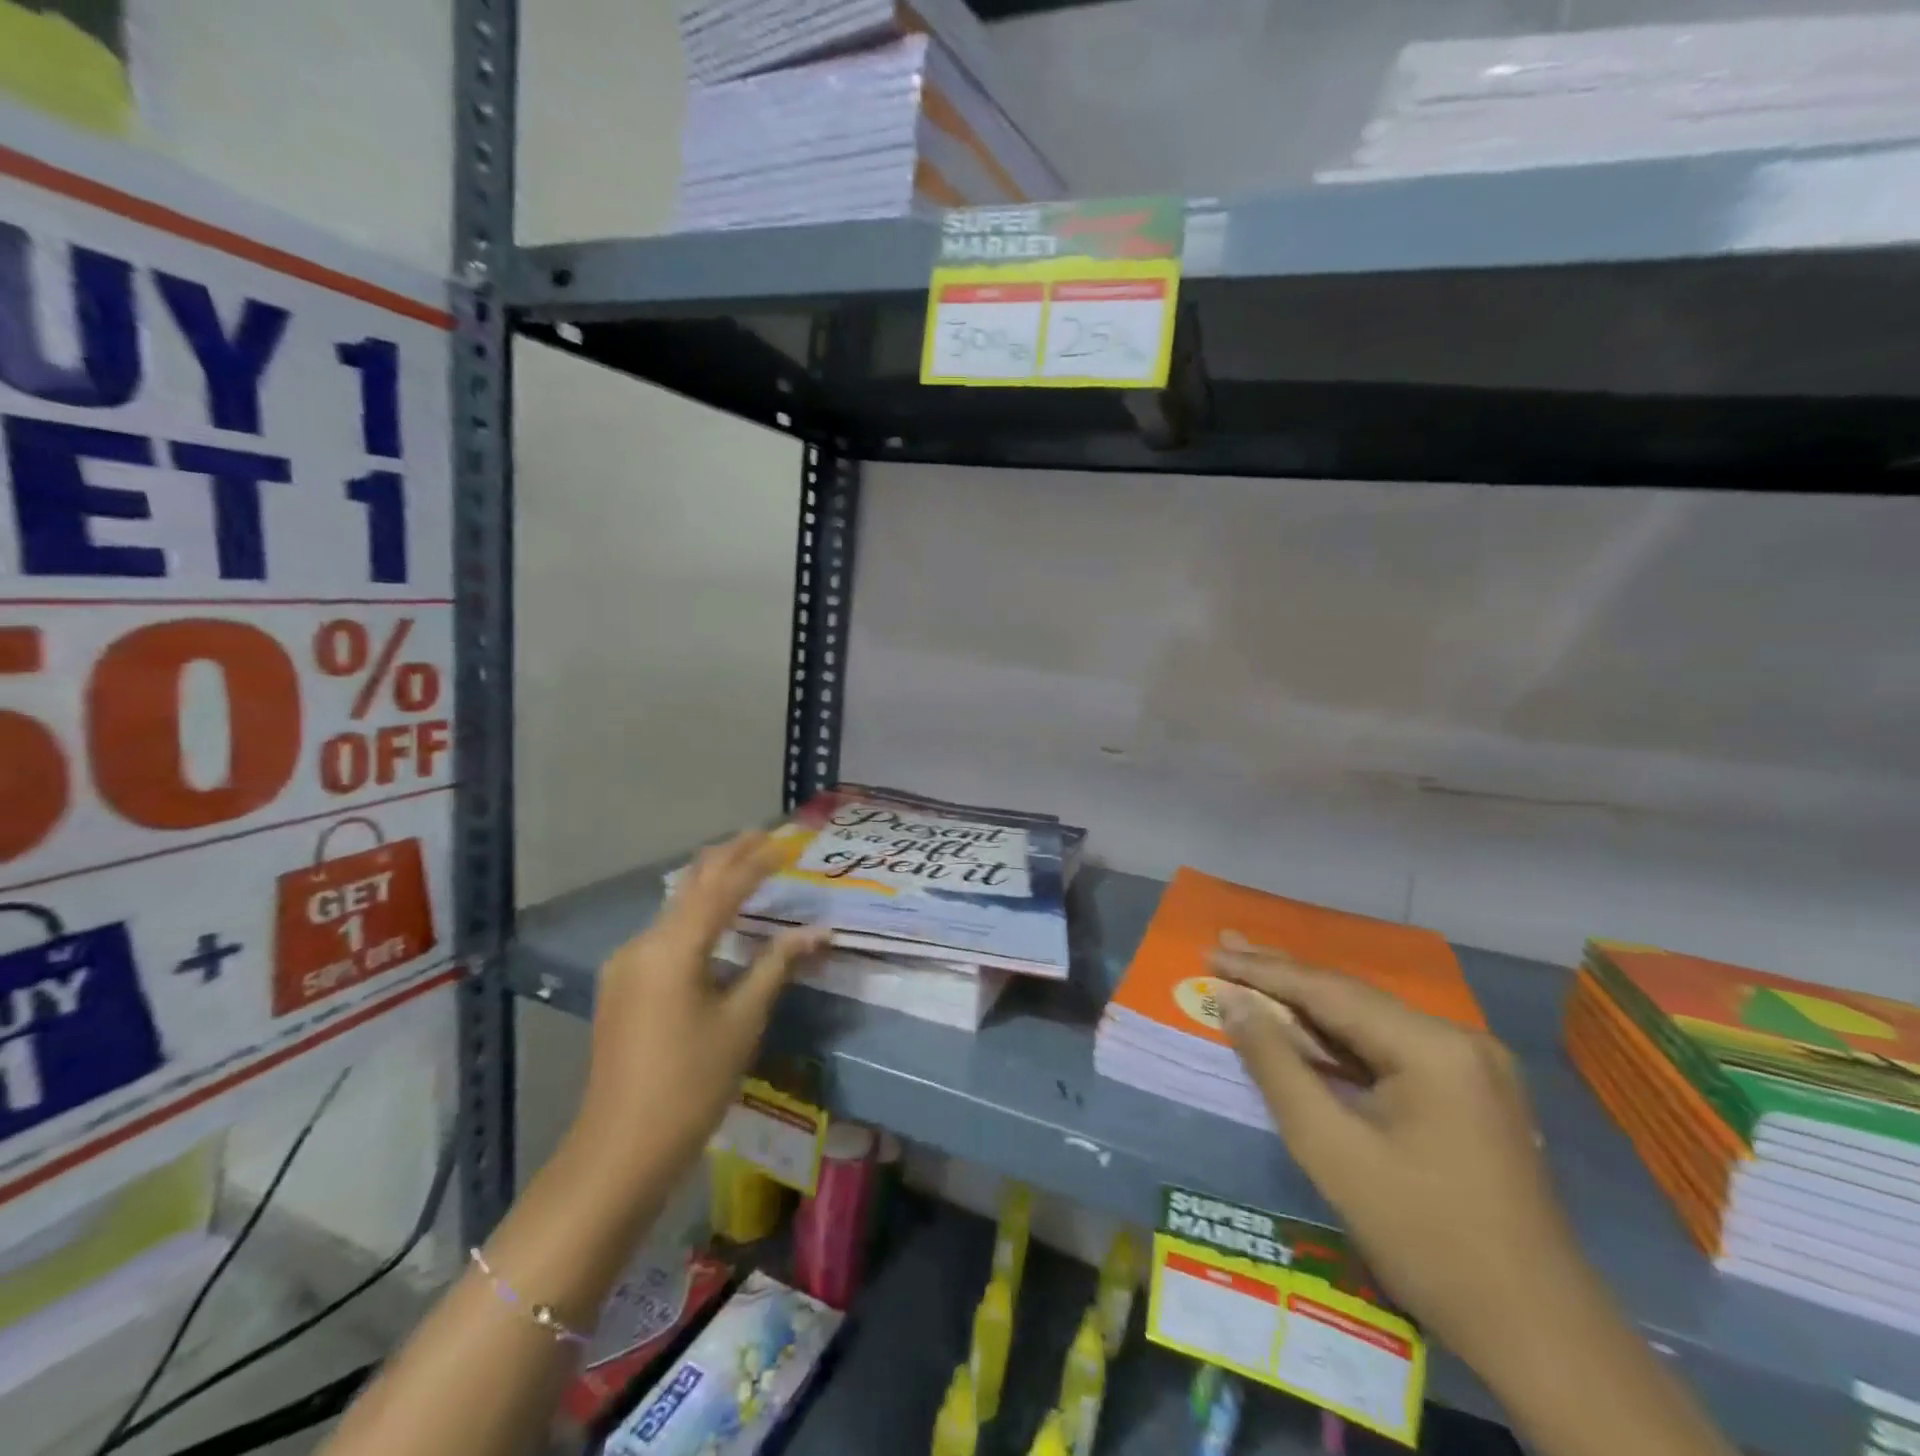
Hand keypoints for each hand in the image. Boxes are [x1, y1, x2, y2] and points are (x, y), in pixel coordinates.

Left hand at [574, 831, 827, 1180]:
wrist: (619, 1150)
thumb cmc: (691, 1084)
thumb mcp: (742, 1021)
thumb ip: (777, 966)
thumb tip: (817, 932)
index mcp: (674, 948)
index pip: (723, 888)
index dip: (757, 861)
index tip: (786, 841)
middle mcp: (643, 943)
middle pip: (693, 884)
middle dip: (729, 857)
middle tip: (765, 836)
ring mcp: (626, 963)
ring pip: (676, 907)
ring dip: (712, 884)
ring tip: (746, 868)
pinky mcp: (622, 984)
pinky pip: (665, 933)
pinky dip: (695, 915)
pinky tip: (715, 919)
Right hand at [1211, 939, 1586, 1372]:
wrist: (1540, 1336)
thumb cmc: (1425, 1238)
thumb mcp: (1331, 1150)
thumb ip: (1276, 1065)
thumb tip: (1232, 1002)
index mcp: (1433, 1046)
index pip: (1328, 991)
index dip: (1263, 971)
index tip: (1211, 955)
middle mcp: (1458, 1040)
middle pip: (1351, 997)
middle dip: (1282, 976)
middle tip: (1223, 949)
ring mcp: (1471, 1067)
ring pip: (1369, 1022)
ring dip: (1308, 1007)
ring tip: (1250, 978)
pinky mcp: (1471, 1093)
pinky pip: (1390, 1051)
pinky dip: (1340, 1042)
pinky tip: (1303, 1030)